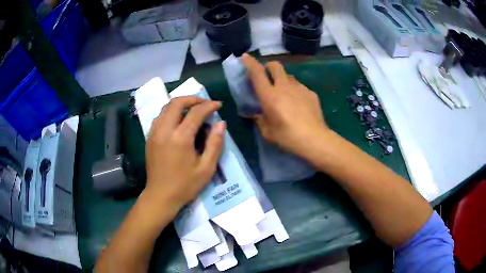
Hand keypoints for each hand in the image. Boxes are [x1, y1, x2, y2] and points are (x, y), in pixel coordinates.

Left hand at [145, 96, 225, 210]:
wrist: (160, 196)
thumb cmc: (185, 185)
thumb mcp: (206, 168)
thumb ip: (215, 144)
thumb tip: (221, 123)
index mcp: (180, 138)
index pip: (195, 112)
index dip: (209, 105)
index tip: (218, 105)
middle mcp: (164, 130)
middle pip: (176, 103)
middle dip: (192, 98)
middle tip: (204, 104)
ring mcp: (154, 133)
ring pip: (166, 108)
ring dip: (180, 104)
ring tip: (193, 109)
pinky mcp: (149, 138)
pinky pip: (160, 117)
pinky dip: (171, 112)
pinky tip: (179, 121)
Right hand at [242, 54, 328, 156]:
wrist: (314, 139)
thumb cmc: (287, 137)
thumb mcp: (267, 132)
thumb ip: (259, 120)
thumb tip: (256, 114)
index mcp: (269, 95)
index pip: (257, 73)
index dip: (250, 63)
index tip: (245, 57)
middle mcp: (284, 86)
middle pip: (276, 66)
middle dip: (269, 66)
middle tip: (267, 75)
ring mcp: (299, 88)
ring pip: (289, 76)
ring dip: (283, 80)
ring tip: (285, 94)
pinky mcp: (311, 93)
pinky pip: (300, 87)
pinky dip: (295, 91)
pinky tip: (299, 105)